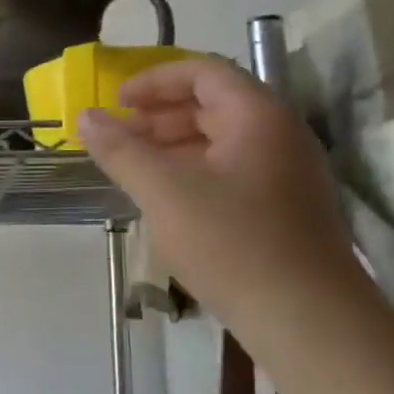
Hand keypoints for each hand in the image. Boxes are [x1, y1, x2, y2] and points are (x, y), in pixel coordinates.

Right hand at [77, 55, 361, 324]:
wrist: (308, 320)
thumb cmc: (232, 243)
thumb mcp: (164, 192)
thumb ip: (121, 150)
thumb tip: (85, 116)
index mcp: (258, 116)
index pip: (203, 72)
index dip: (154, 80)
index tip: (116, 102)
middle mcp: (280, 134)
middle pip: (213, 103)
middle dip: (159, 115)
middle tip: (119, 137)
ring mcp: (287, 173)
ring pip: (222, 140)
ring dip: (173, 145)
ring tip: (134, 168)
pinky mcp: (285, 208)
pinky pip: (232, 171)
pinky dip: (194, 172)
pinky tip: (167, 200)